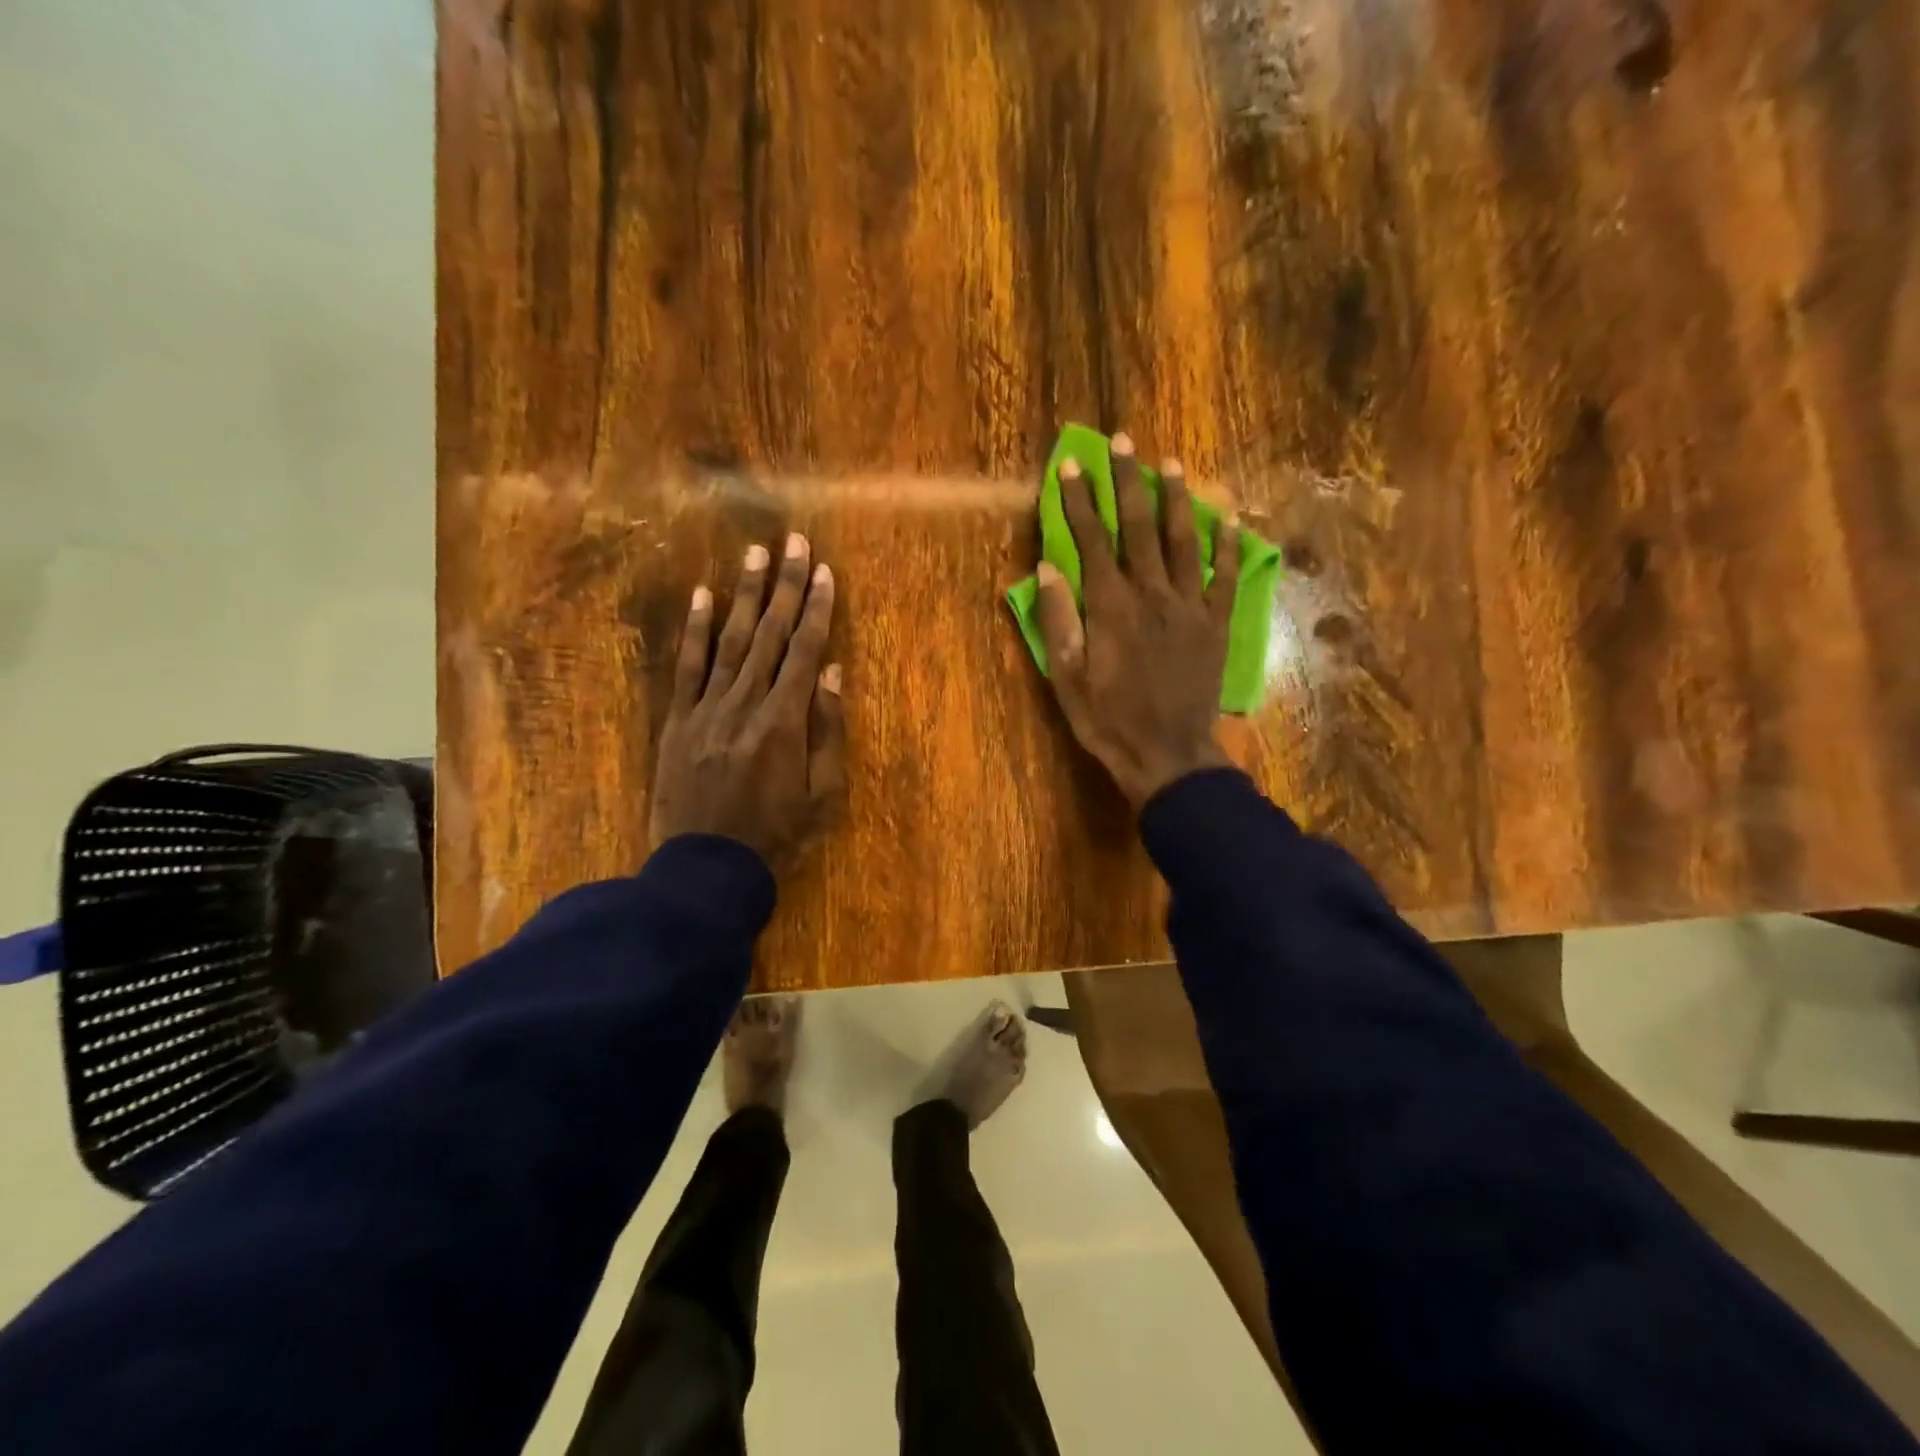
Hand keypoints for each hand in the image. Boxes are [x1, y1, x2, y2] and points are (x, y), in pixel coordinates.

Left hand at [649, 533, 847, 871]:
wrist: (706, 871)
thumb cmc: (776, 838)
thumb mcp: (823, 796)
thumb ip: (829, 732)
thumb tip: (834, 674)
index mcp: (784, 723)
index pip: (805, 652)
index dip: (817, 609)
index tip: (825, 572)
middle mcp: (745, 704)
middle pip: (770, 635)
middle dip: (785, 586)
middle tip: (795, 542)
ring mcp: (706, 710)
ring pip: (730, 641)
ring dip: (745, 595)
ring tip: (756, 554)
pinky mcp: (678, 722)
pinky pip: (686, 668)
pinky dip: (696, 630)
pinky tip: (704, 596)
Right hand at [1035, 433, 1238, 809]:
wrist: (1168, 755)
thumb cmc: (1109, 720)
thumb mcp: (1066, 678)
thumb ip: (1059, 621)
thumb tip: (1048, 568)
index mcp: (1110, 606)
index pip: (1092, 539)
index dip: (1079, 500)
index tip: (1070, 465)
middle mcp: (1152, 594)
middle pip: (1139, 526)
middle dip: (1127, 480)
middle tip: (1124, 441)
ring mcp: (1190, 606)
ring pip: (1184, 540)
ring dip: (1177, 498)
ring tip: (1171, 464)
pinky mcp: (1216, 624)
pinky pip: (1224, 575)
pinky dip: (1226, 544)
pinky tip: (1228, 518)